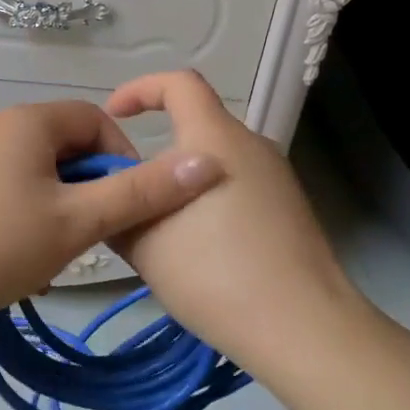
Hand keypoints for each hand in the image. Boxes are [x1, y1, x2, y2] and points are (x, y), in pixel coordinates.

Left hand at [0, 98, 224, 328]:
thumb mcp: (75, 224)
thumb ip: (141, 194)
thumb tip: (208, 161)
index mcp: (30, 121)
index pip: (98, 121)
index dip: (124, 160)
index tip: (128, 209)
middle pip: (64, 147)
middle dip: (86, 189)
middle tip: (87, 239)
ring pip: (33, 172)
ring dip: (55, 206)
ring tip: (49, 253)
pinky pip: (1, 186)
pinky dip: (20, 213)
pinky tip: (9, 255)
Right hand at [104, 71, 369, 371]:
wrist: (299, 326)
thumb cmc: (212, 273)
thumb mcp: (143, 241)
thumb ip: (118, 205)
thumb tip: (109, 190)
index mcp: (213, 138)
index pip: (178, 84)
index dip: (140, 88)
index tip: (113, 116)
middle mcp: (250, 145)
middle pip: (196, 126)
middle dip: (156, 151)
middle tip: (127, 191)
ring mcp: (275, 176)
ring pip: (215, 160)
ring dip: (181, 179)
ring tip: (158, 226)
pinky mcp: (289, 206)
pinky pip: (237, 185)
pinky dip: (207, 198)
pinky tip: (198, 246)